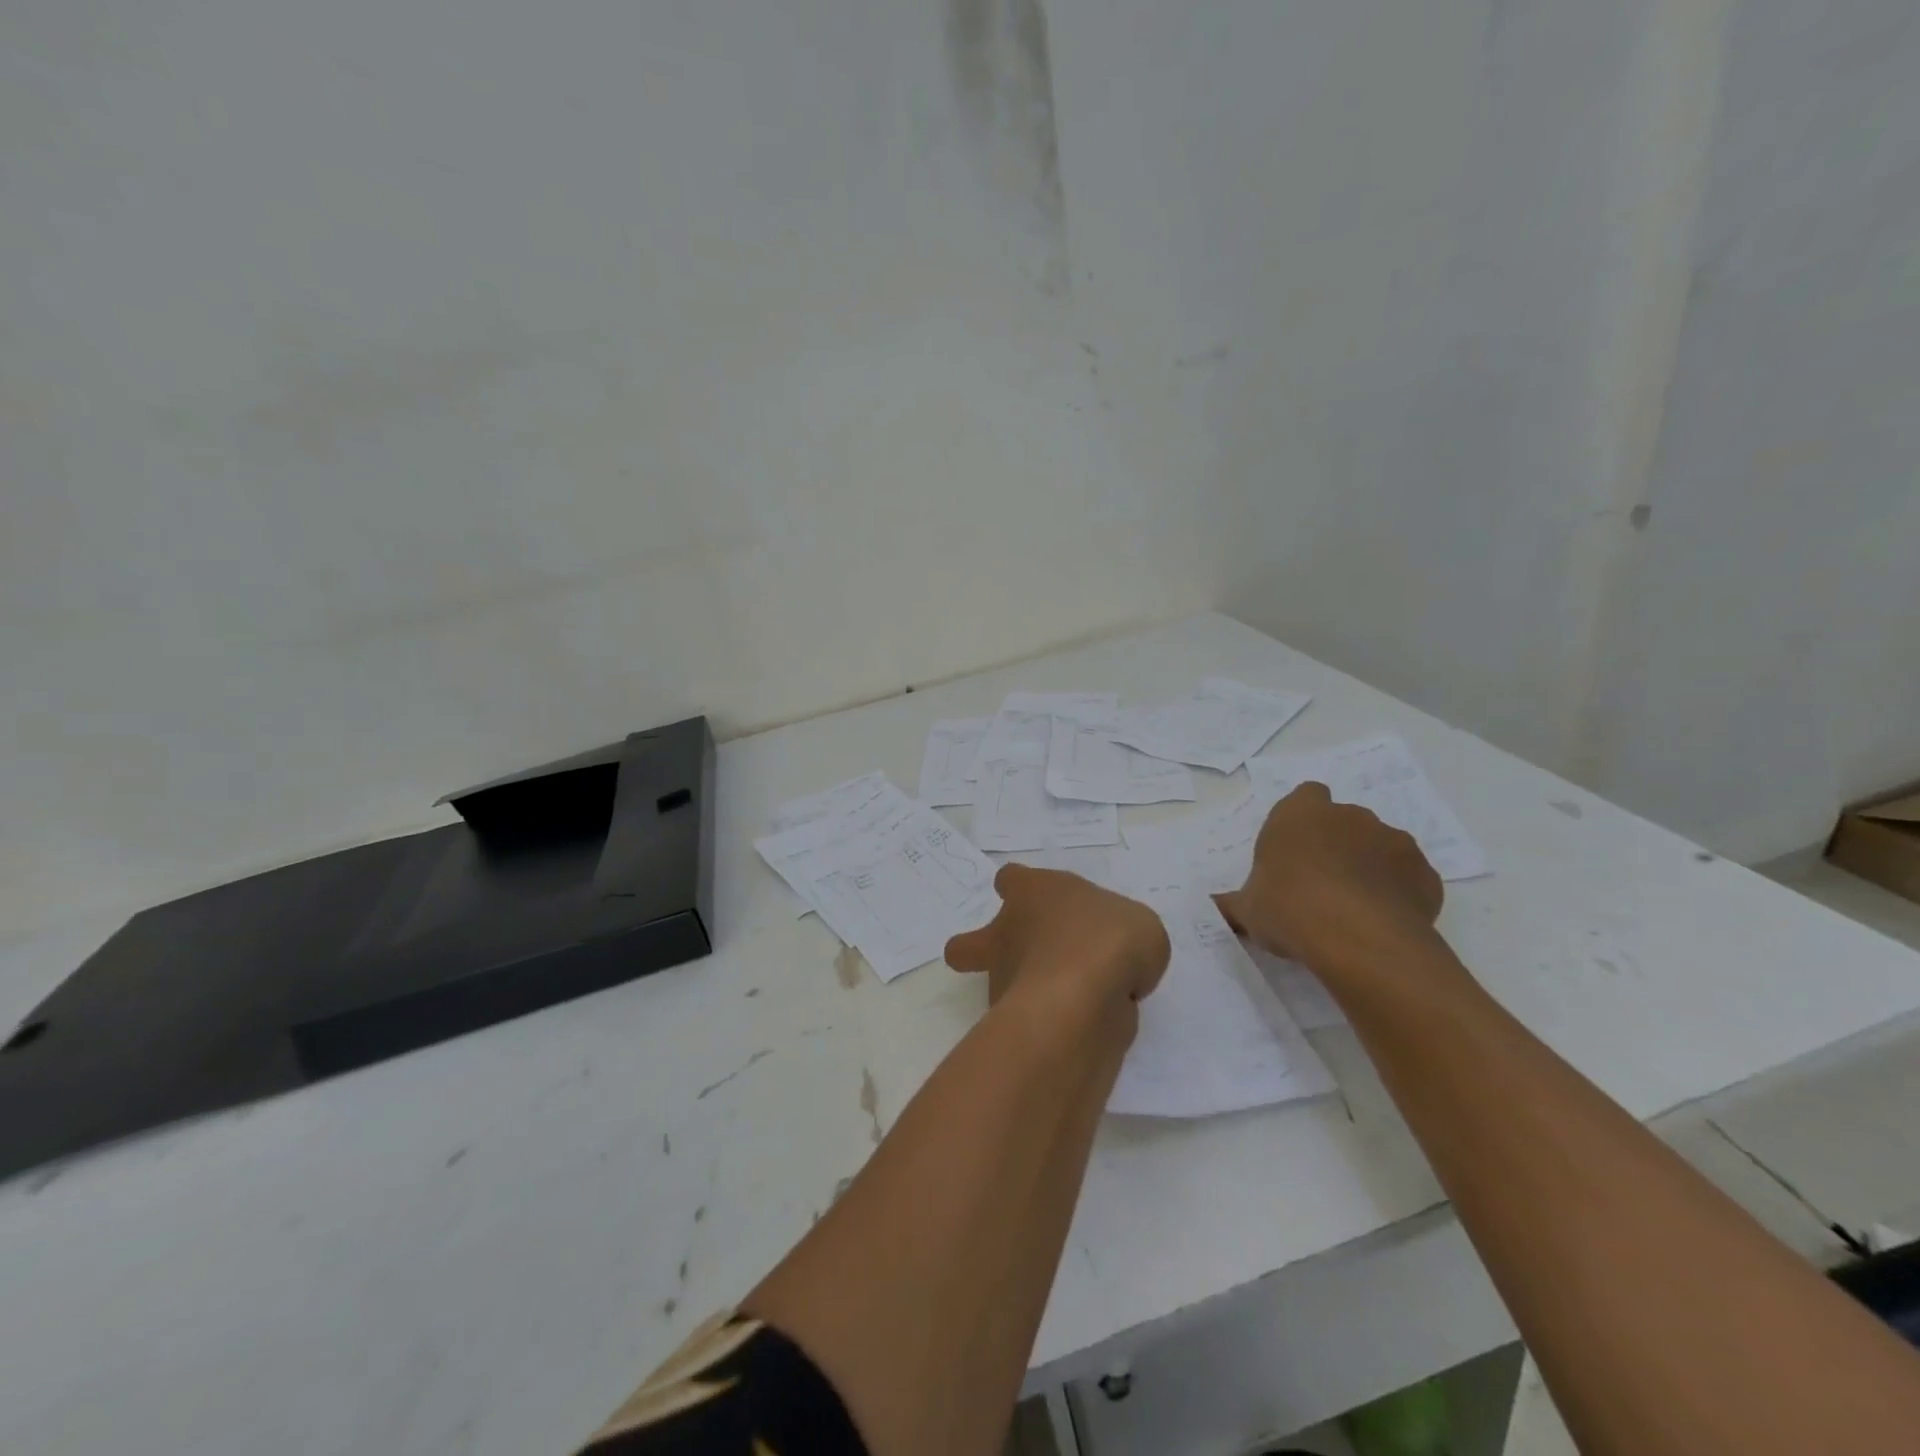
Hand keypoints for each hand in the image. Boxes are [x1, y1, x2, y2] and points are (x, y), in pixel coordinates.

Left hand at [945, 865, 1169, 1009]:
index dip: (1021, 890)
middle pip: (974, 941)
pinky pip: (1028, 1021)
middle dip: (981, 950)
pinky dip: (1048, 1025)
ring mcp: (1004, 979)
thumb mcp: (1140, 925)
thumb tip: (1113, 962)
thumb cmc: (1107, 939)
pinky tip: (1084, 1030)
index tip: (1037, 902)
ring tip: (1075, 1004)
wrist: (1084, 1000)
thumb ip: (1123, 937)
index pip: (1012, 880)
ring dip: (1026, 992)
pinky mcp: (1013, 1023)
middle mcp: (1008, 932)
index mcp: (1033, 891)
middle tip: (1019, 960)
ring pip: (1000, 984)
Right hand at [1215, 783, 1443, 969]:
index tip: (1294, 850)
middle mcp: (1350, 816)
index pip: (1306, 796)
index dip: (1302, 820)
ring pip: (1380, 846)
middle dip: (1336, 844)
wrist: (1360, 940)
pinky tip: (1383, 922)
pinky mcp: (1425, 874)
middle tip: (1319, 885)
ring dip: (1369, 866)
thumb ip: (1231, 903)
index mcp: (1300, 814)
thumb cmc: (1289, 910)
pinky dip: (1398, 893)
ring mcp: (1394, 842)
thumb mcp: (1246, 910)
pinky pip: (1408, 878)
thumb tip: (1213, 906)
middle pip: (1344, 820)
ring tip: (1354, 908)